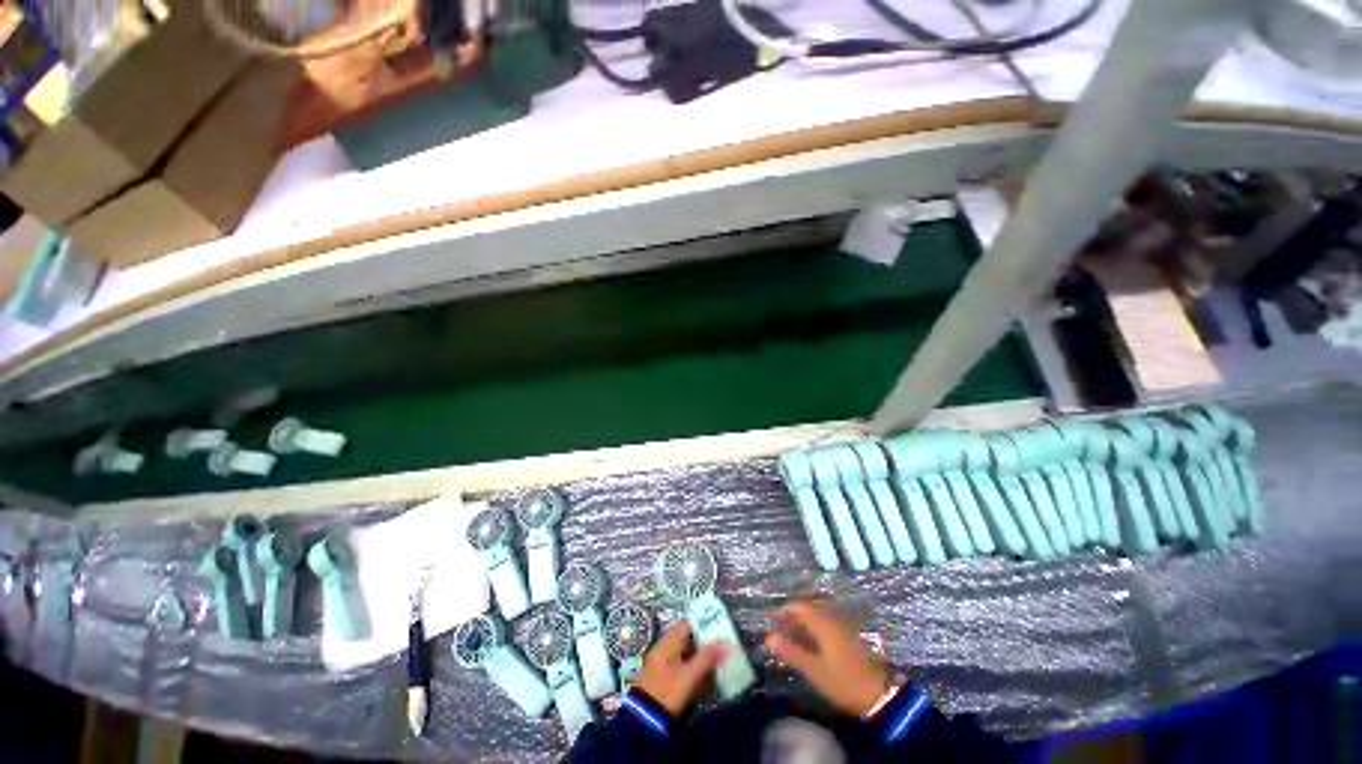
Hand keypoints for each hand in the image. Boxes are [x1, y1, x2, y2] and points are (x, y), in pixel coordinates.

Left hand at [635, 621, 728, 716]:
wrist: (645, 720)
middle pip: (683, 635)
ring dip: (694, 651)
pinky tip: (696, 671)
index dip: (702, 624)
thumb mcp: (690, 677)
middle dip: (700, 639)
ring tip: (710, 658)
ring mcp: (658, 660)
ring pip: (680, 648)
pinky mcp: (658, 674)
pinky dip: (687, 661)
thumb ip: (707, 658)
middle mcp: (661, 646)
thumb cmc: (668, 693)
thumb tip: (726, 644)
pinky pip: (675, 659)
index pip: (686, 624)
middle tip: (716, 645)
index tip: (716, 630)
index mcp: (667, 642)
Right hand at [764, 600, 891, 716]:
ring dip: (802, 626)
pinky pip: (825, 629)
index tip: (770, 619)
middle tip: (777, 630)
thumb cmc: (844, 681)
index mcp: (823, 623)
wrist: (881, 695)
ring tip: (789, 639)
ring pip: (817, 620)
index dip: (784, 611)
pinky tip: (809, 646)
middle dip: (792, 619)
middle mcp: (833, 620)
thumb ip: (792, 652)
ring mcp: (843, 630)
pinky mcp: (849, 641)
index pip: (799, 607)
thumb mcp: (815, 670)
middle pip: (808, 612)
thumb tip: (768, 637)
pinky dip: (813, 633)